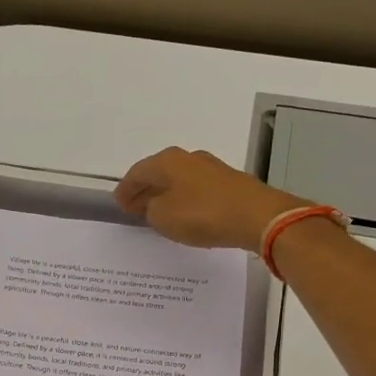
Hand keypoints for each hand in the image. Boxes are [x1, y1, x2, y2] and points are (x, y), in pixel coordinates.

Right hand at [115, 147, 306, 251]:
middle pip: (159, 173)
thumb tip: (152, 204)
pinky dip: (186, 199)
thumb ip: (150, 210)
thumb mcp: (163, 217)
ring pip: (179, 180)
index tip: (118, 205)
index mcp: (167, 161)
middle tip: (135, 208)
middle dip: (145, 190)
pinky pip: (197, 190)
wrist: (257, 216)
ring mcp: (212, 168)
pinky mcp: (230, 182)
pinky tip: (186, 214)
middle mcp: (188, 158)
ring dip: (167, 195)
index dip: (125, 190)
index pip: (136, 173)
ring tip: (159, 213)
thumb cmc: (202, 214)